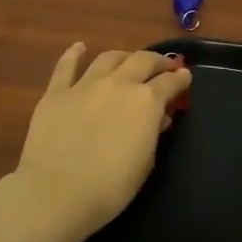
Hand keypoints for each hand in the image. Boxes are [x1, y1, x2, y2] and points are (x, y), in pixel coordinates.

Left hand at [13, 44, 191, 241]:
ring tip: (128, 61)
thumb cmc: (110, 188)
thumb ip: (153, 134)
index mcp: (146, 102)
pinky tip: (80, 48)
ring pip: (109, 58)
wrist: (56, 193)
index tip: (185, 77)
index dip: (181, 78)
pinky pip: (66, 66)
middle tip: (163, 67)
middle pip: (143, 60)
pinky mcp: (56, 93)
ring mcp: (85, 85)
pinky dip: (74, 54)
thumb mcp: (145, 164)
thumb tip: (158, 119)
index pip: (170, 82)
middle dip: (157, 61)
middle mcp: (119, 84)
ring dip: (123, 57)